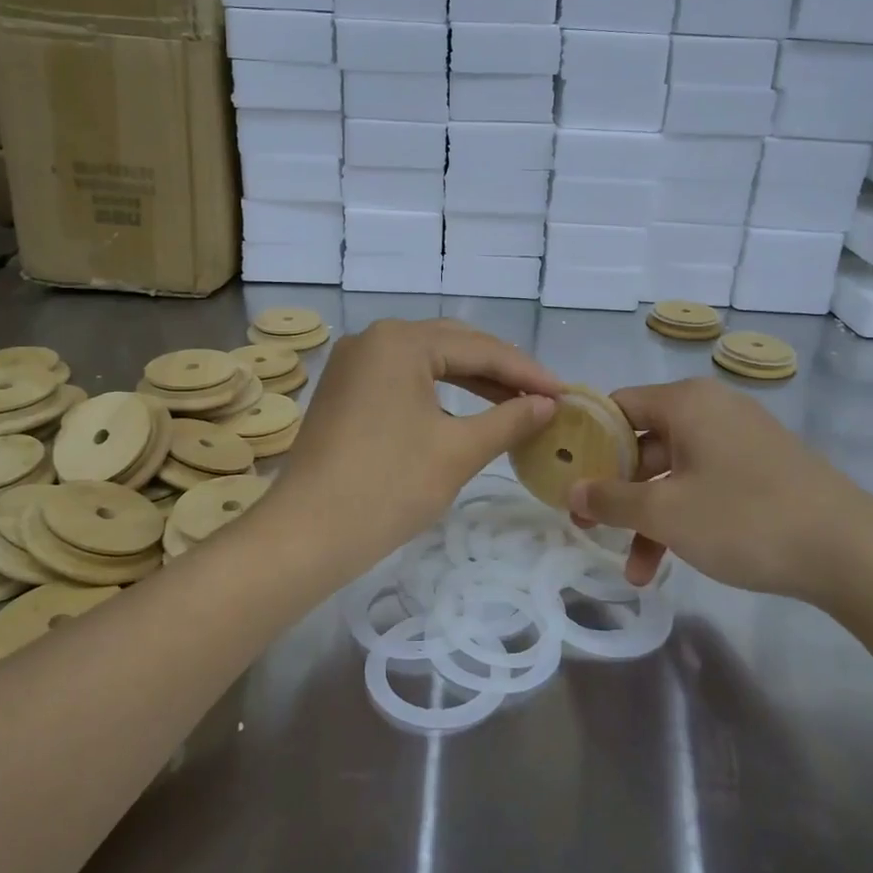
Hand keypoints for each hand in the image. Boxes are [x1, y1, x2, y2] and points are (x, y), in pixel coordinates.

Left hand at [270, 318, 559, 572]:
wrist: (307, 534)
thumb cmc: (388, 487)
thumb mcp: (458, 451)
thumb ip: (509, 420)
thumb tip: (548, 405)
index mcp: (401, 341)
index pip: (479, 348)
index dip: (527, 372)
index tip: (565, 393)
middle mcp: (374, 338)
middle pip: (453, 345)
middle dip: (500, 371)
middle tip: (543, 396)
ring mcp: (354, 363)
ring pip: (428, 361)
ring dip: (472, 380)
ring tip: (514, 403)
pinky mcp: (345, 389)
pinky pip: (403, 378)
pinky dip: (439, 392)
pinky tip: (466, 410)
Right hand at [568, 379, 872, 605]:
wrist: (852, 553)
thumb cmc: (745, 518)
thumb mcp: (665, 511)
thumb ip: (611, 498)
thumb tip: (572, 490)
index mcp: (687, 402)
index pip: (617, 406)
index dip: (586, 441)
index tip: (565, 477)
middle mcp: (712, 410)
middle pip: (643, 442)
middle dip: (616, 491)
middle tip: (591, 527)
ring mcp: (740, 440)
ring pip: (674, 472)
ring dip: (648, 517)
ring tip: (635, 570)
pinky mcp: (762, 470)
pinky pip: (704, 484)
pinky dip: (683, 516)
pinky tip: (672, 561)